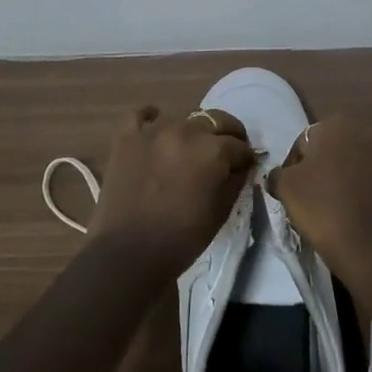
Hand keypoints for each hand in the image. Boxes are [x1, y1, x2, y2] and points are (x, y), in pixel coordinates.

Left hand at [89, 106, 256, 277]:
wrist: (127, 255)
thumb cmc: (180, 240)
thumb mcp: (220, 213)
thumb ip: (235, 182)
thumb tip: (241, 166)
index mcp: (212, 151)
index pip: (239, 145)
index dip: (245, 156)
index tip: (245, 165)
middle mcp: (186, 131)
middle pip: (215, 120)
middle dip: (226, 134)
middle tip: (225, 151)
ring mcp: (153, 131)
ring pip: (183, 117)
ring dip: (192, 130)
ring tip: (190, 148)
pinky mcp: (127, 138)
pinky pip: (140, 115)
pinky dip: (150, 118)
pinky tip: (155, 128)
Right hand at [270, 115, 371, 285]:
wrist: (371, 248)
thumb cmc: (323, 207)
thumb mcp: (285, 187)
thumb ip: (277, 173)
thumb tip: (279, 176)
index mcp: (337, 124)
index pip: (304, 142)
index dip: (293, 165)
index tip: (289, 189)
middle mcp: (366, 131)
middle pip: (332, 149)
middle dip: (320, 167)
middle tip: (308, 196)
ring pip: (353, 164)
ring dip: (342, 178)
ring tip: (330, 207)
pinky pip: (371, 181)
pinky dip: (361, 191)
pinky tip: (351, 213)